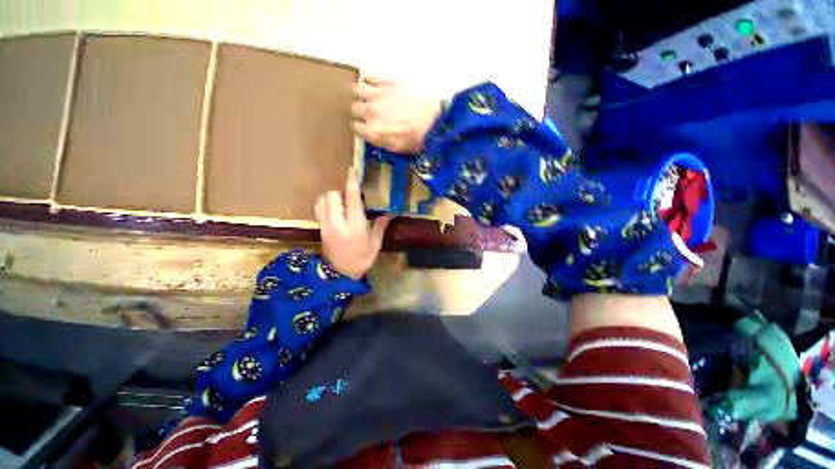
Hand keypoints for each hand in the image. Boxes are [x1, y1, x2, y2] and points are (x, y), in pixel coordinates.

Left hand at [315, 169, 391, 279]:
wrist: (340, 273)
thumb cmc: (362, 258)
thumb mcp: (375, 243)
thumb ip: (380, 225)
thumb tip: (390, 213)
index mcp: (355, 226)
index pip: (352, 199)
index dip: (352, 183)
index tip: (353, 171)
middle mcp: (338, 223)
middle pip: (332, 196)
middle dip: (341, 191)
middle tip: (350, 197)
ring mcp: (326, 225)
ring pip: (323, 200)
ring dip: (332, 197)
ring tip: (342, 202)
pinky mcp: (320, 228)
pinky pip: (319, 208)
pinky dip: (325, 203)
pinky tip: (334, 208)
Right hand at [352, 74, 441, 154]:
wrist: (436, 124)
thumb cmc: (418, 141)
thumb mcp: (396, 149)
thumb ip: (379, 141)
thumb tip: (371, 135)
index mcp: (373, 132)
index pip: (357, 128)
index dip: (361, 128)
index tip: (366, 127)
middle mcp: (371, 112)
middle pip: (355, 109)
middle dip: (360, 112)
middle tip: (369, 113)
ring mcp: (378, 95)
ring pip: (356, 90)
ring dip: (360, 94)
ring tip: (368, 97)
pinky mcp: (388, 81)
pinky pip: (368, 75)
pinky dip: (367, 78)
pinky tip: (372, 83)